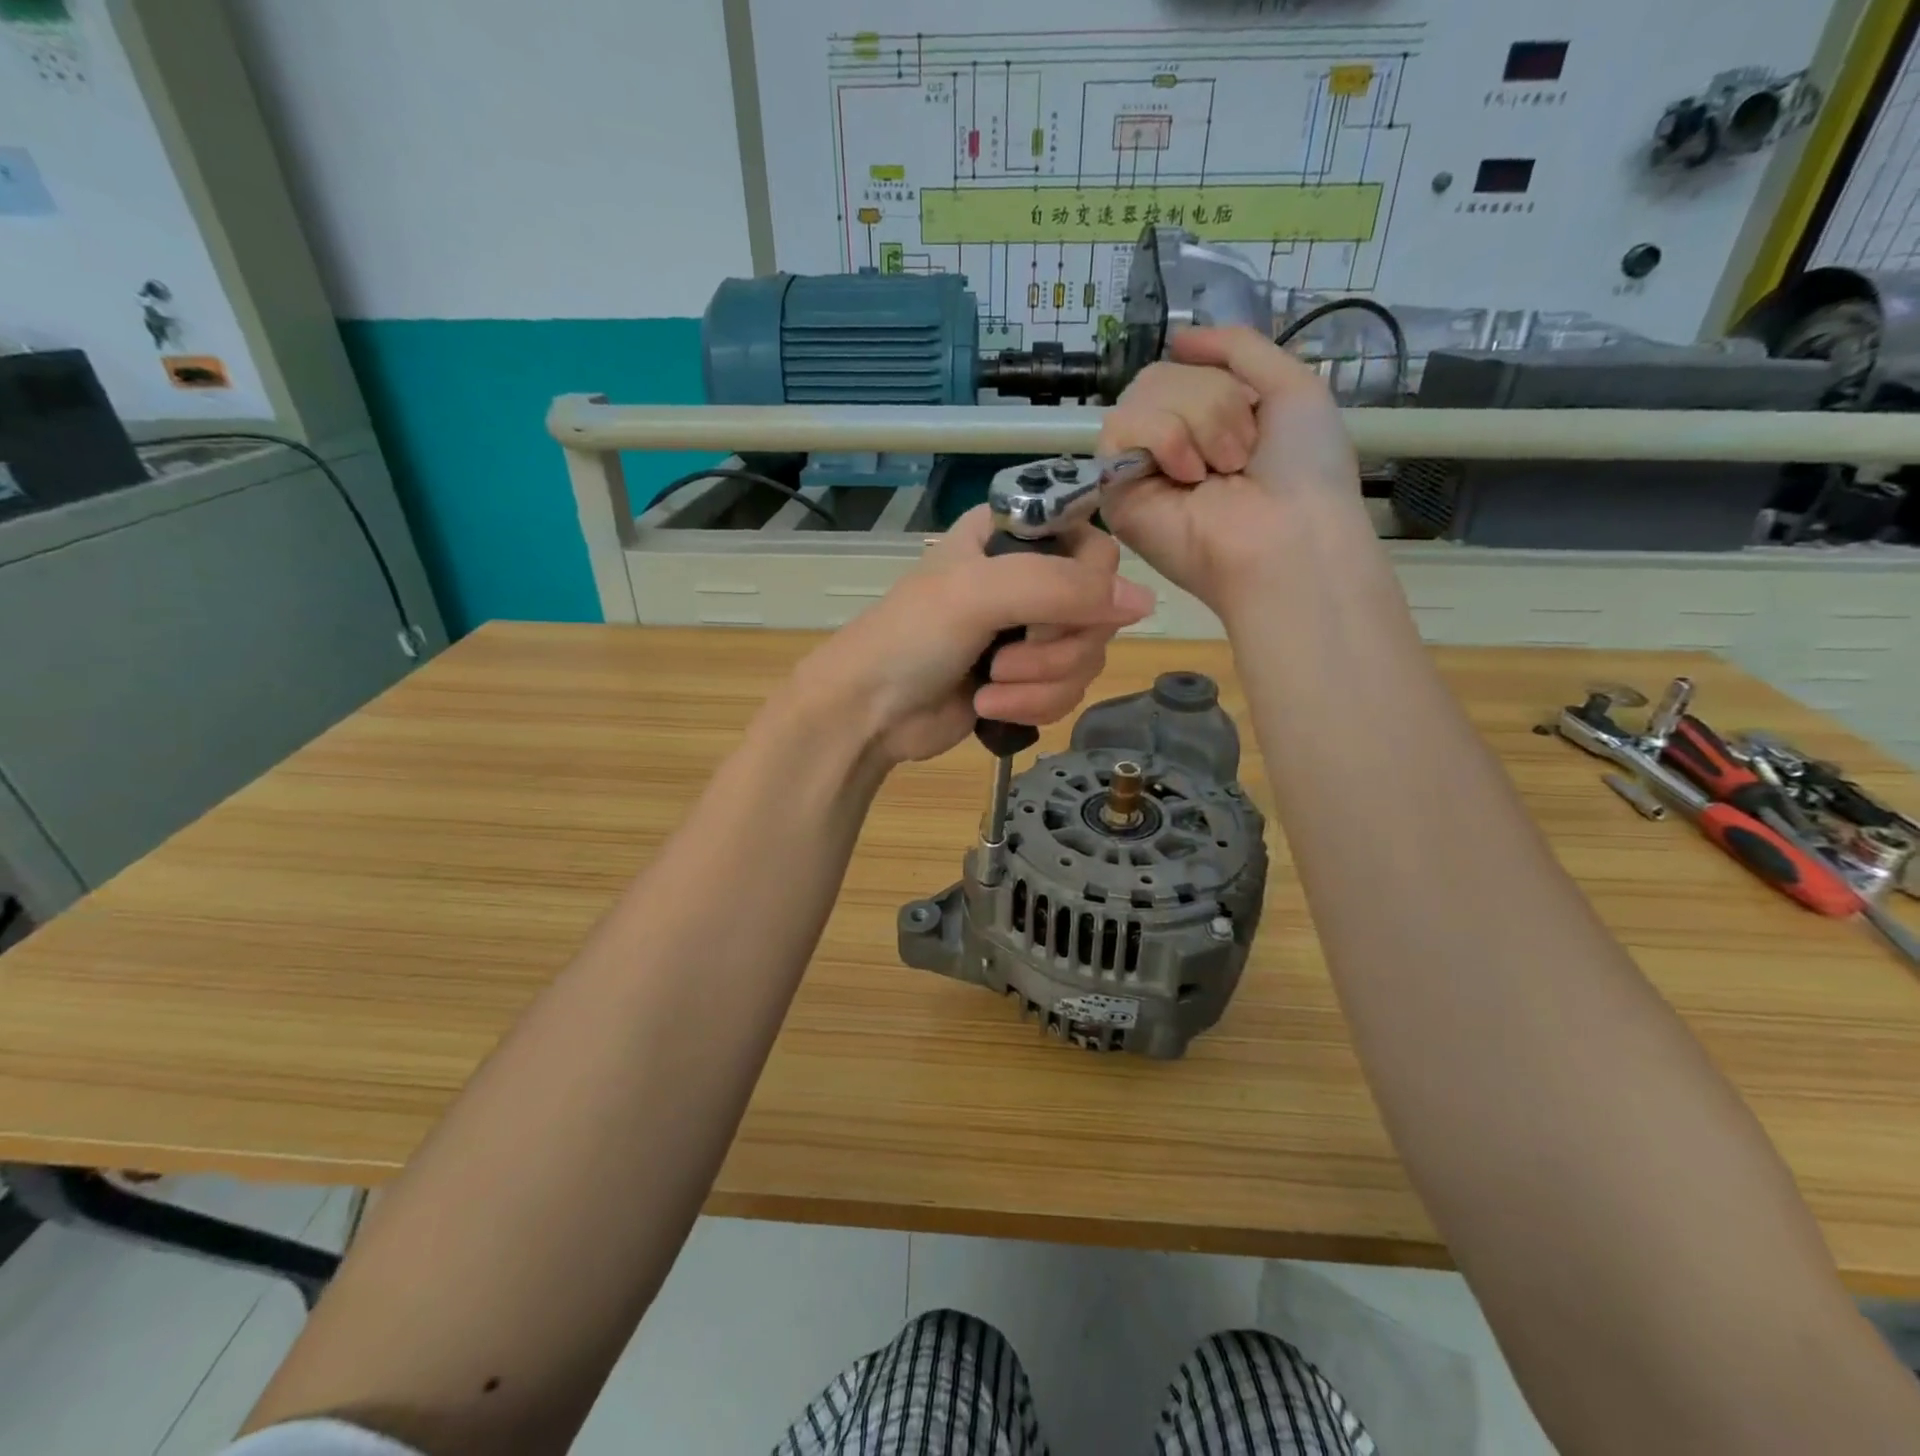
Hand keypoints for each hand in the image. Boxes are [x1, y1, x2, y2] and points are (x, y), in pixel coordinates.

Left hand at [789, 505, 1154, 765]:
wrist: (869, 712)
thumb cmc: (910, 637)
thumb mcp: (979, 594)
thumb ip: (1061, 587)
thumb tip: (1144, 602)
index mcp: (1013, 537)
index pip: (1094, 545)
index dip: (1088, 584)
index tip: (1057, 610)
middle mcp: (1030, 579)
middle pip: (1099, 609)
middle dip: (1055, 649)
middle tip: (1004, 658)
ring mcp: (1030, 633)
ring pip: (1087, 658)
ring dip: (1040, 683)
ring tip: (989, 688)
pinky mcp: (1028, 680)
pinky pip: (1070, 691)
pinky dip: (1033, 705)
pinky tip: (990, 709)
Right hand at [1100, 327, 1363, 612]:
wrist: (1288, 536)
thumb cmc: (1304, 470)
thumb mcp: (1291, 384)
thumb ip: (1238, 347)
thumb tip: (1178, 336)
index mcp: (1204, 420)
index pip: (1182, 367)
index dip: (1219, 380)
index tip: (1255, 418)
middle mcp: (1167, 443)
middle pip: (1160, 376)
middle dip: (1214, 401)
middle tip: (1240, 455)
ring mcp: (1139, 467)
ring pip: (1142, 394)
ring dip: (1198, 421)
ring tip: (1218, 471)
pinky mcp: (1115, 491)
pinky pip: (1121, 427)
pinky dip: (1165, 438)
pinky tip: (1188, 476)